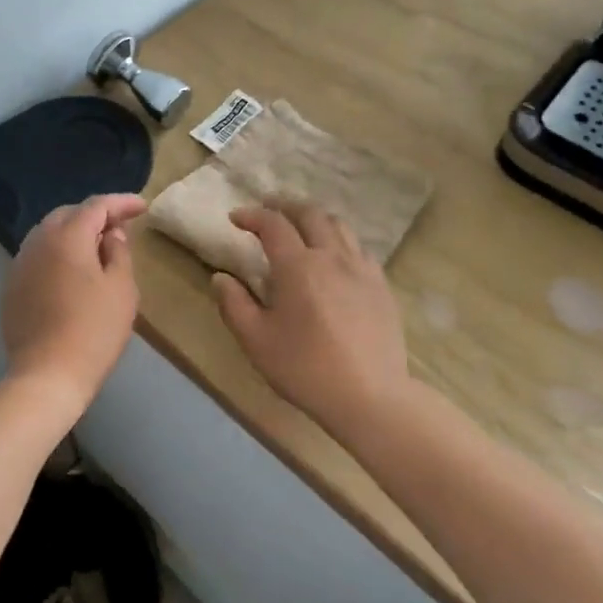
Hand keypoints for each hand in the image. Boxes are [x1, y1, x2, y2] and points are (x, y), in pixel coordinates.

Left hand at [1, 193, 146, 404]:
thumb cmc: (94, 330)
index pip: (96, 206)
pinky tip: (71, 273)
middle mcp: (37, 242)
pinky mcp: (11, 288)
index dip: (121, 203)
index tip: (142, 207)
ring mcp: (19, 265)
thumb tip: (111, 235)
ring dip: (73, 234)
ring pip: (48, 235)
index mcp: (67, 237)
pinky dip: (57, 255)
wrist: (47, 375)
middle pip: (67, 215)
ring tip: (97, 249)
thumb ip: (119, 252)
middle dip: (95, 215)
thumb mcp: (121, 289)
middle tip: (120, 228)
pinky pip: (37, 258)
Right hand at [211, 202, 409, 428]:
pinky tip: (334, 257)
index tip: (235, 218)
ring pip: (339, 225)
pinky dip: (339, 240)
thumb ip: (234, 304)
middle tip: (268, 209)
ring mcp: (362, 269)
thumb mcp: (256, 341)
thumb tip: (221, 277)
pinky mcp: (381, 285)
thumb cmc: (305, 368)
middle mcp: (331, 256)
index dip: (252, 215)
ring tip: (301, 226)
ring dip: (314, 218)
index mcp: (298, 266)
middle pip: (309, 214)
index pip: (272, 224)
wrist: (370, 396)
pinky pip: (359, 248)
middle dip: (284, 206)